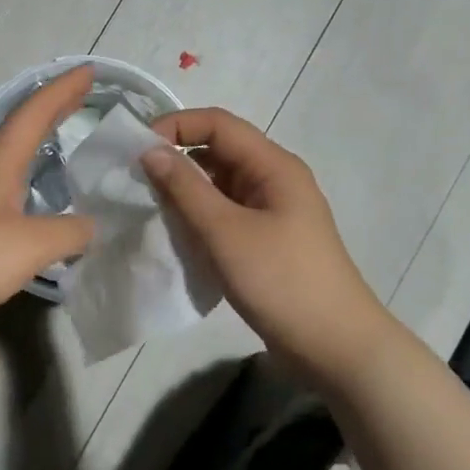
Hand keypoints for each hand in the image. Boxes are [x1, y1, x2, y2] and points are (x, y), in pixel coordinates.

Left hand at [0, 67, 96, 336]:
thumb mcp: (31, 245)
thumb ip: (69, 232)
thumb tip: (91, 226)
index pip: (34, 112)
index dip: (63, 90)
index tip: (89, 71)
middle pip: (22, 128)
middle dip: (53, 109)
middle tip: (84, 96)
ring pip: (11, 155)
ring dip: (39, 140)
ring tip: (67, 138)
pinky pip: (5, 182)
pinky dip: (29, 174)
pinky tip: (39, 194)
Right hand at [142, 109, 386, 387]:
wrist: (334, 345)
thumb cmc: (280, 281)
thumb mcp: (225, 232)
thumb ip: (185, 188)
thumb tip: (150, 150)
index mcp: (273, 166)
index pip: (218, 124)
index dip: (176, 127)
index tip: (137, 152)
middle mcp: (274, 179)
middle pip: (219, 150)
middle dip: (177, 158)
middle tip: (135, 182)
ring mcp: (272, 211)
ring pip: (220, 184)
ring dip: (186, 190)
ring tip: (150, 208)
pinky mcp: (267, 239)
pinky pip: (226, 213)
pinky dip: (200, 216)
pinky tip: (177, 234)